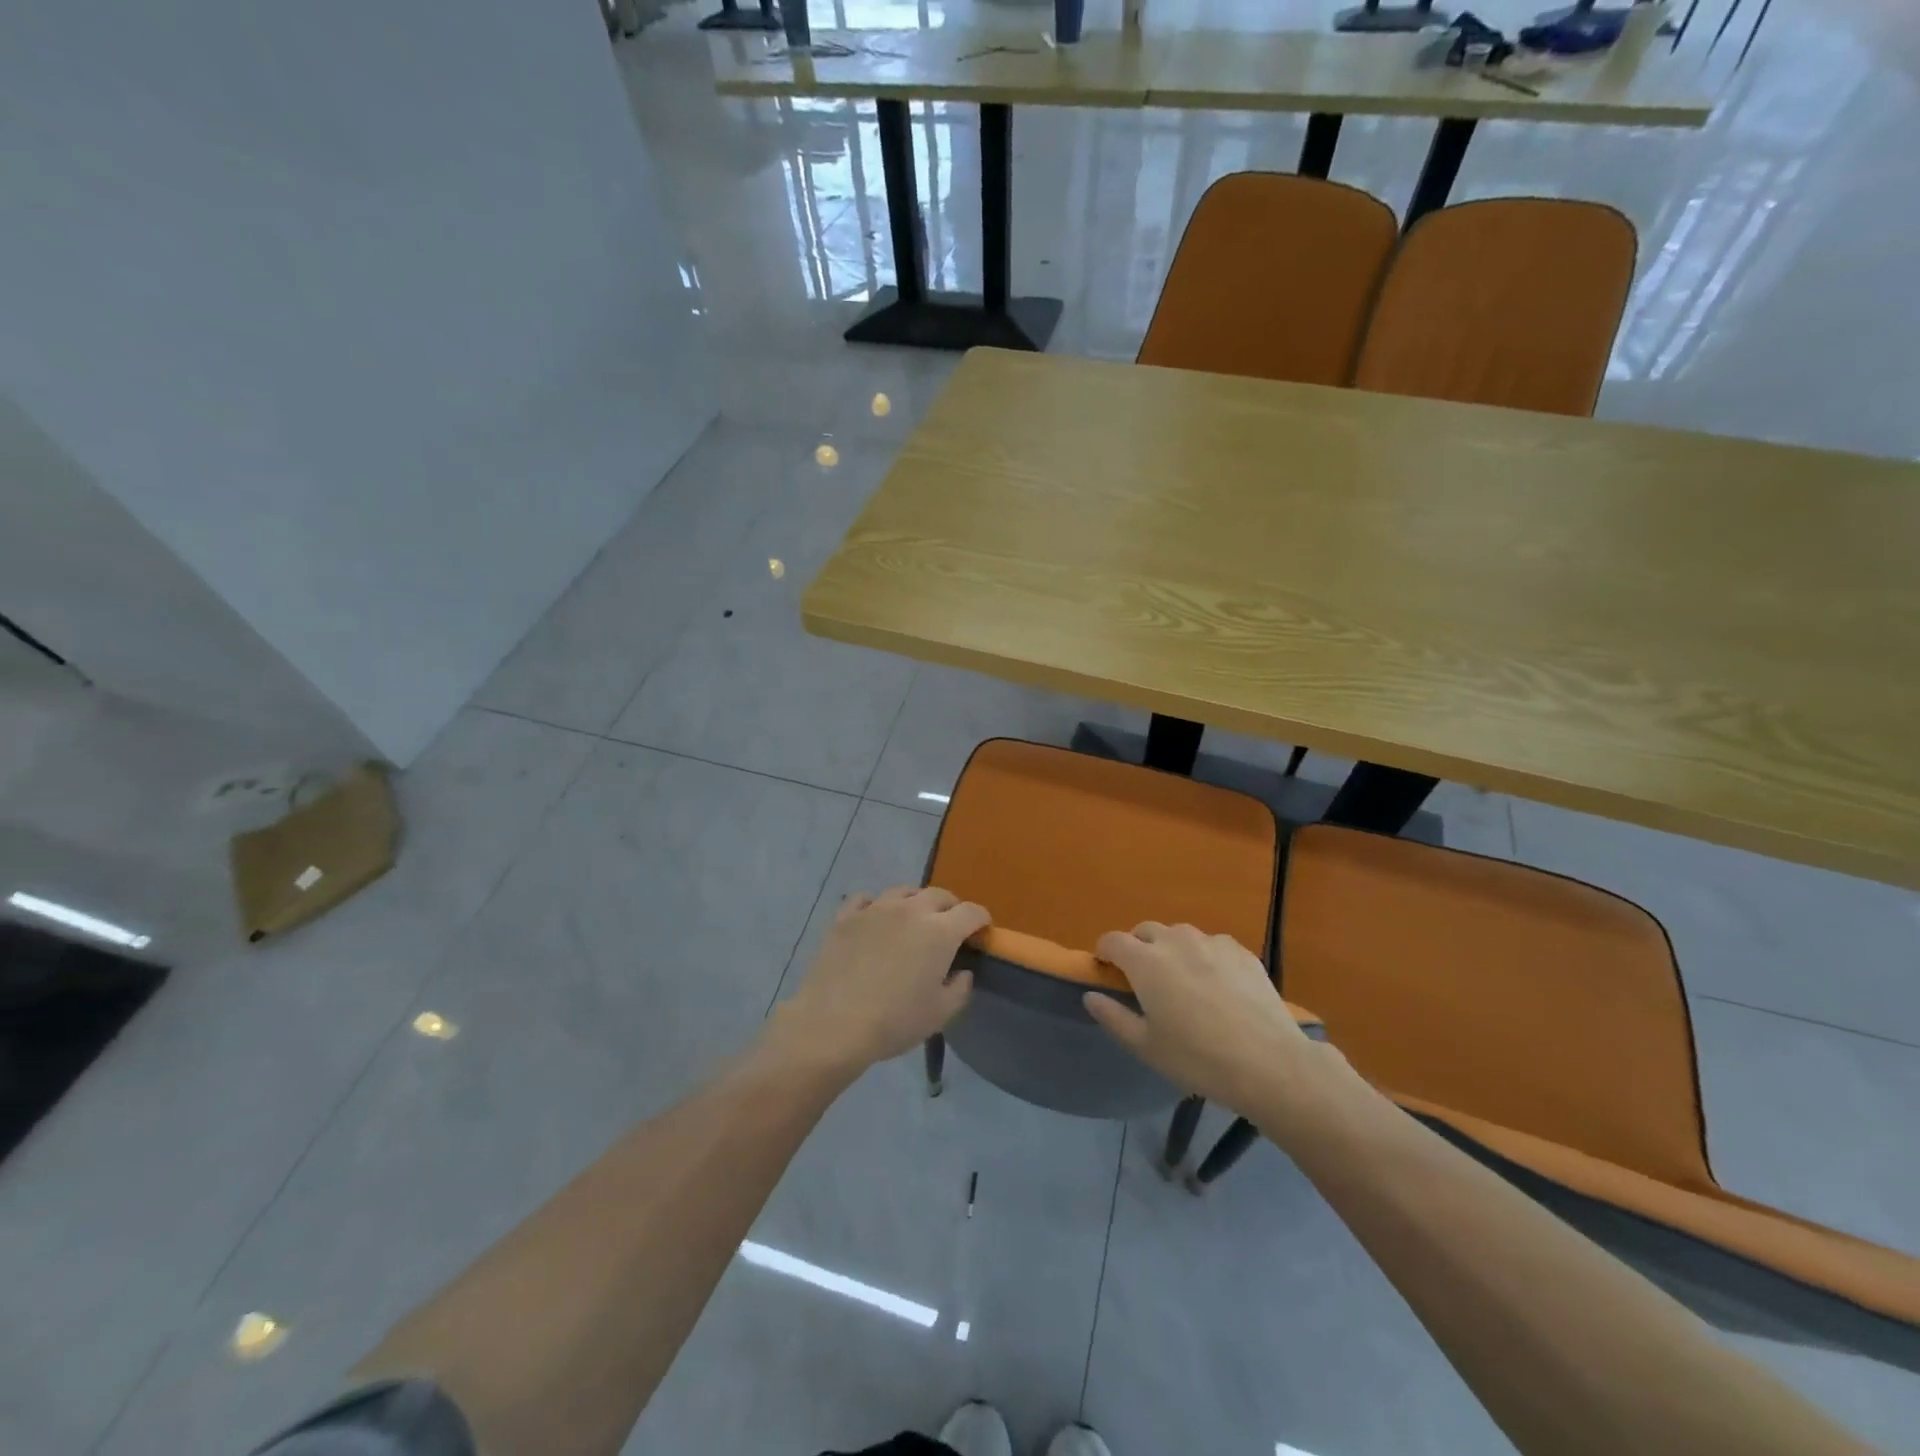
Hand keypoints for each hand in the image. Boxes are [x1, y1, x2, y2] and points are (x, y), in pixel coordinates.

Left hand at [773, 886, 987, 1074]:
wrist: (833, 1024)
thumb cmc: (894, 1021)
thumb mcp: (940, 1014)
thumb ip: (960, 989)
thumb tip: (963, 972)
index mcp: (940, 932)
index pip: (971, 912)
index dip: (981, 920)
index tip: (981, 932)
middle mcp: (910, 910)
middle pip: (939, 895)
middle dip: (951, 907)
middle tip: (950, 926)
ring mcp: (875, 909)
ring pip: (903, 891)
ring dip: (915, 901)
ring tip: (914, 919)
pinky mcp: (846, 916)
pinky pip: (865, 898)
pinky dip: (876, 905)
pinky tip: (875, 918)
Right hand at [1083, 922, 1321, 1111]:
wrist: (1269, 1063)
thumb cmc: (1198, 1058)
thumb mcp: (1146, 1046)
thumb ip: (1112, 1017)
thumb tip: (1090, 996)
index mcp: (1146, 962)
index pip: (1113, 940)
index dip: (1104, 951)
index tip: (1106, 969)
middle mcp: (1175, 941)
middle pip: (1146, 931)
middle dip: (1137, 947)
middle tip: (1144, 979)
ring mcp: (1212, 942)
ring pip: (1180, 934)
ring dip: (1171, 949)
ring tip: (1182, 980)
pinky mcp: (1241, 951)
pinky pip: (1212, 944)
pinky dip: (1204, 956)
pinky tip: (1217, 985)